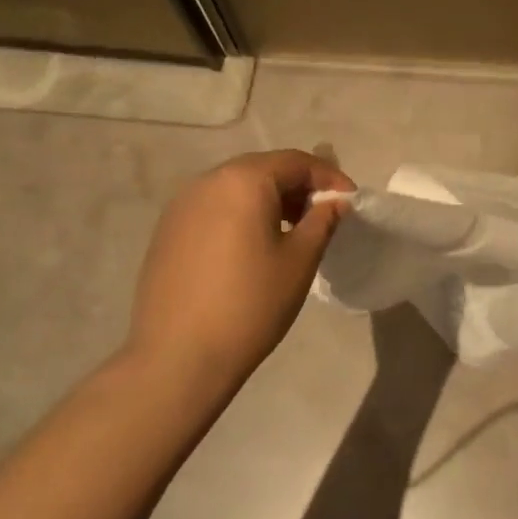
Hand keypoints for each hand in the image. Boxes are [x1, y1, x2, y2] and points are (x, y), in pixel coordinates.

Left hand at [124, 149, 354, 393]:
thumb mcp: (300, 261)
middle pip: (263, 169)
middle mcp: (208, 181)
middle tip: (323, 215)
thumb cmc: (250, 304)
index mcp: (243, 180)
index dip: (328, 177)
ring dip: (268, 200)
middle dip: (298, 186)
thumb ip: (322, 220)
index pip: (295, 161)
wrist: (179, 356)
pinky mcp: (167, 231)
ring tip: (291, 232)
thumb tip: (336, 201)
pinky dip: (240, 215)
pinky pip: (214, 208)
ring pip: (236, 188)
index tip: (350, 201)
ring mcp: (181, 205)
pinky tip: (251, 248)